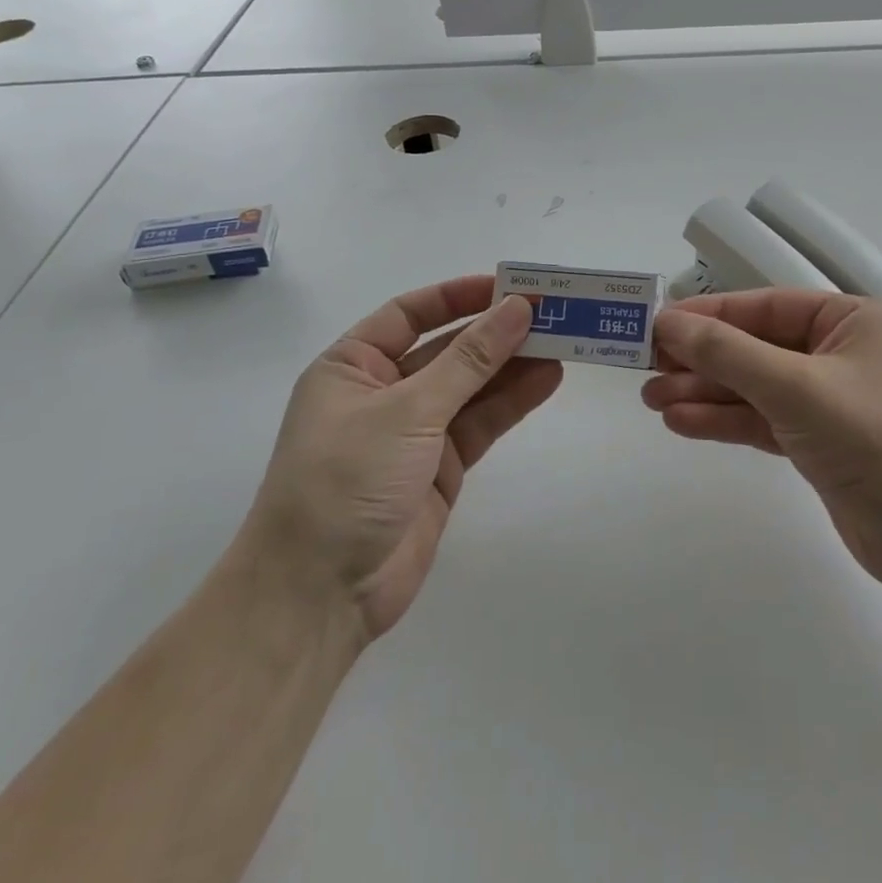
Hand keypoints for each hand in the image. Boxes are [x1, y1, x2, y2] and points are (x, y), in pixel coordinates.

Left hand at [244, 277, 561, 638]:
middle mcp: (383, 392)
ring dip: (512, 365)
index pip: (411, 314)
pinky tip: (547, 380)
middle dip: (495, 332)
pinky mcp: (440, 468)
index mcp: (352, 366)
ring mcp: (414, 432)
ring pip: (471, 386)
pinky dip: (512, 402)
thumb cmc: (346, 480)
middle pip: (448, 349)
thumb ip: (470, 359)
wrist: (319, 595)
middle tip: (550, 313)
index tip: (509, 288)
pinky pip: (481, 423)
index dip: (459, 296)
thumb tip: (517, 309)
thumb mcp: (408, 409)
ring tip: (562, 342)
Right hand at [643, 290, 881, 592]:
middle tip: (645, 367)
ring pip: (753, 386)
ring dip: (705, 392)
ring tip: (651, 399)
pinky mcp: (817, 442)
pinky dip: (724, 421)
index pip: (766, 306)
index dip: (709, 314)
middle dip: (702, 359)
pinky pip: (761, 420)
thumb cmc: (873, 440)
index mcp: (851, 320)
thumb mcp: (795, 387)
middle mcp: (839, 352)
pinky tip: (680, 422)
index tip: (658, 324)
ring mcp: (828, 400)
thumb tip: (667, 322)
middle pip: (755, 346)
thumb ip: (728, 353)